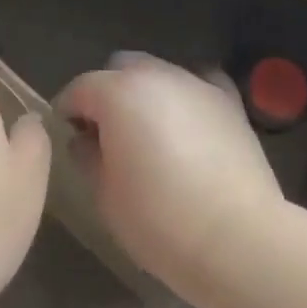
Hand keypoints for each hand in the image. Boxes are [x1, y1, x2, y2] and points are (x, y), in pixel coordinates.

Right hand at [56, 53, 283, 298]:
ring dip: (146, 93)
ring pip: (159, 72)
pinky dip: (187, 95)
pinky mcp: (228, 100)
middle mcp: (155, 75)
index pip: (79, 89)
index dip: (67, 112)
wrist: (239, 239)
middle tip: (107, 134)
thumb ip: (87, 157)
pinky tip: (189, 122)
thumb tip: (83, 139)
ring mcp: (195, 83)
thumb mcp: (106, 196)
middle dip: (107, 93)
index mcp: (117, 93)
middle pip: (119, 68)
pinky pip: (199, 82)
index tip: (67, 137)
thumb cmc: (160, 221)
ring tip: (150, 132)